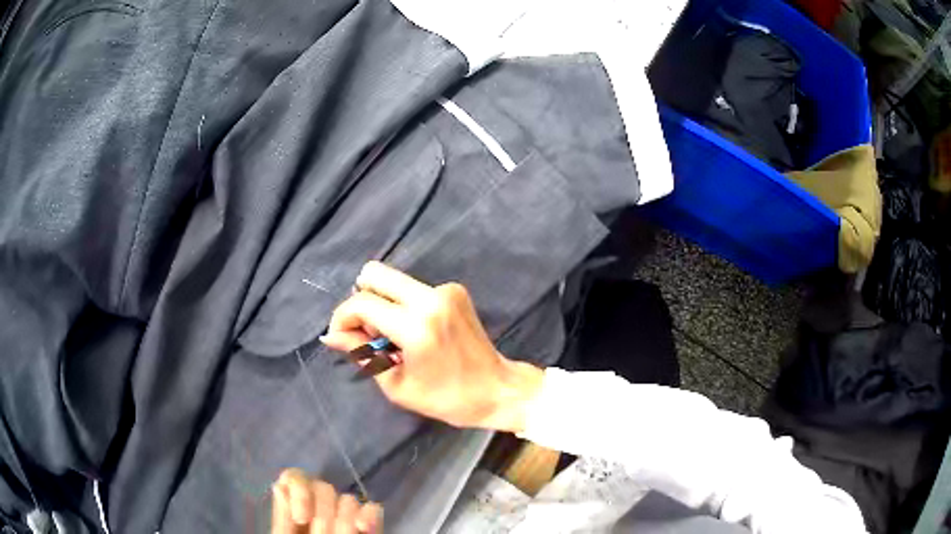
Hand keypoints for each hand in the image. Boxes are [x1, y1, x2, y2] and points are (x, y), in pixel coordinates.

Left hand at [271, 469, 381, 533]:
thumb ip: (282, 518)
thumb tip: (279, 487)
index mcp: (294, 506)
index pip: (295, 478)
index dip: (301, 493)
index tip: (303, 519)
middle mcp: (320, 505)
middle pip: (323, 488)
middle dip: (324, 515)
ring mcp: (346, 515)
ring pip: (348, 500)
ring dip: (344, 520)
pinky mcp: (369, 524)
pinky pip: (373, 509)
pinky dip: (370, 516)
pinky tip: (363, 528)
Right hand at [322, 262, 544, 431]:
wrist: (498, 389)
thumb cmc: (447, 398)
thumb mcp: (396, 385)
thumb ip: (362, 353)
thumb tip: (330, 335)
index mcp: (416, 326)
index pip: (361, 303)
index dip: (342, 318)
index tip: (340, 337)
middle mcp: (430, 297)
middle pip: (374, 273)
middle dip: (361, 301)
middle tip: (369, 334)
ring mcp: (445, 290)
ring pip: (393, 280)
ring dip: (382, 304)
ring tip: (395, 340)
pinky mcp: (455, 290)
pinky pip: (413, 289)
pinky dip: (403, 306)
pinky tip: (416, 333)